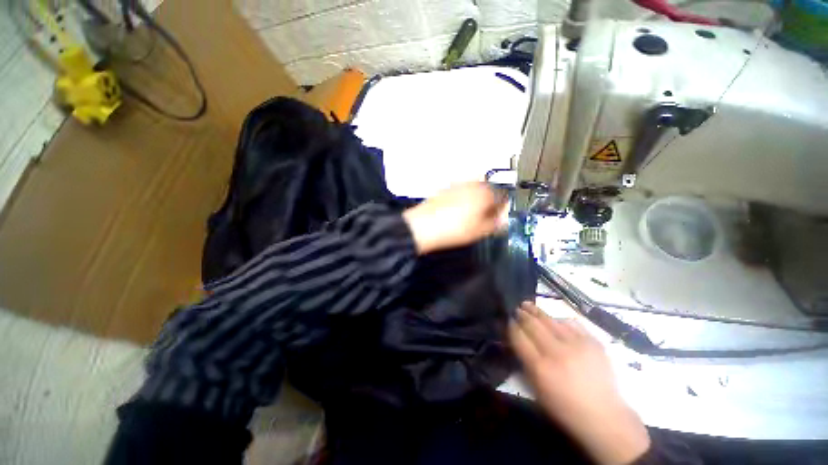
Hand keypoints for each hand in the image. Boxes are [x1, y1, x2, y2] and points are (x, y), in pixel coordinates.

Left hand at [402, 182, 507, 254]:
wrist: (423, 226)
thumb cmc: (454, 229)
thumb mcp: (479, 231)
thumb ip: (495, 224)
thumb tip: (502, 220)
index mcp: (485, 193)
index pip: (502, 196)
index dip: (501, 208)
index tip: (497, 218)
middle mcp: (472, 184)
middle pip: (488, 190)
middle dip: (489, 201)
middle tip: (484, 216)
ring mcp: (457, 184)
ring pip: (473, 189)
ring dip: (476, 199)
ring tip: (470, 215)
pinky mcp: (444, 189)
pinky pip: (460, 191)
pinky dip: (463, 198)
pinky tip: (456, 211)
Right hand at [509, 302, 650, 464]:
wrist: (605, 416)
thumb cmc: (565, 407)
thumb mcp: (537, 390)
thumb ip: (526, 362)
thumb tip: (518, 340)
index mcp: (540, 367)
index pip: (519, 337)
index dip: (512, 326)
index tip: (509, 320)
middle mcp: (557, 352)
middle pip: (533, 325)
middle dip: (522, 315)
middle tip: (516, 309)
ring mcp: (576, 345)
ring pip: (550, 320)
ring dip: (537, 311)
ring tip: (528, 305)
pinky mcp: (593, 342)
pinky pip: (571, 323)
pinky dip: (560, 320)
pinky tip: (554, 319)